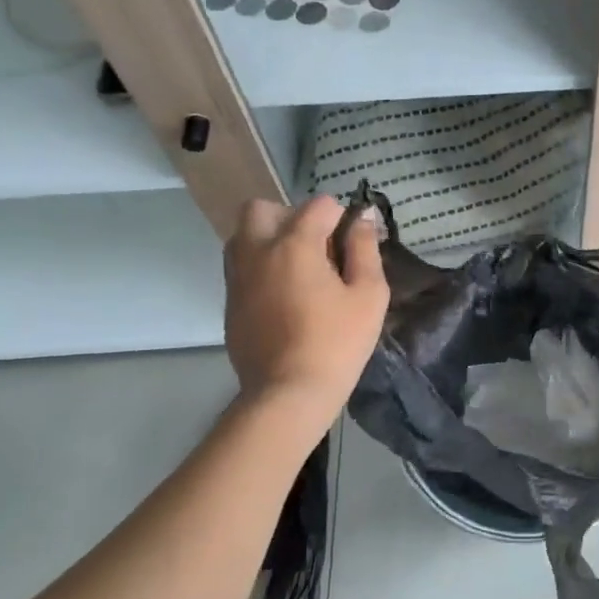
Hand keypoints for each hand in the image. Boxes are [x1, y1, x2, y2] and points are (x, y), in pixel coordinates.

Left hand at [224, 195, 388, 420]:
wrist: (288, 393)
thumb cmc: (337, 342)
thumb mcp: (369, 294)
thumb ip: (365, 249)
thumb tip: (362, 218)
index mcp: (294, 244)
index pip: (318, 205)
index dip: (341, 218)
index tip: (353, 245)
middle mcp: (258, 251)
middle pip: (262, 208)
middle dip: (290, 216)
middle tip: (316, 247)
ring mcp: (237, 277)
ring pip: (243, 235)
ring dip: (269, 239)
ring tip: (299, 270)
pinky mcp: (229, 302)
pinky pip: (240, 267)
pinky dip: (260, 267)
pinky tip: (285, 296)